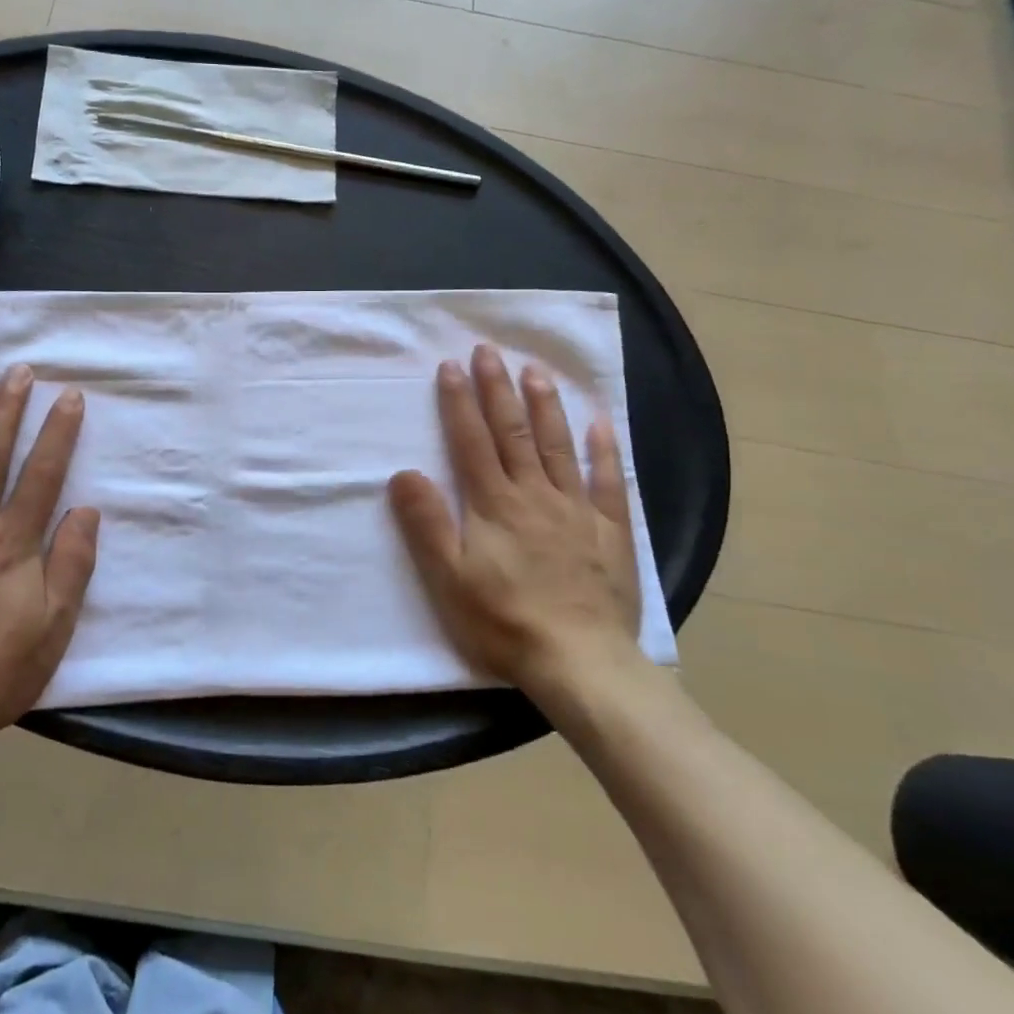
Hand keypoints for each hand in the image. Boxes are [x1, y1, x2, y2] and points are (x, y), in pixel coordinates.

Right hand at [388, 345, 646, 717]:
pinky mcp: (610, 532)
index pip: (471, 441)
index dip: (459, 402)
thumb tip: (403, 473)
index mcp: (494, 504)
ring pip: (558, 446)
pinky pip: (609, 482)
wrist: (580, 662)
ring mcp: (577, 510)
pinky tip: (601, 424)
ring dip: (545, 405)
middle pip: (513, 432)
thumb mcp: (449, 578)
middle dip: (498, 389)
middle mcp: (535, 495)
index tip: (451, 366)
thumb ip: (426, 523)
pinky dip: (604, 450)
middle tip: (489, 351)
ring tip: (536, 370)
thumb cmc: (504, 621)